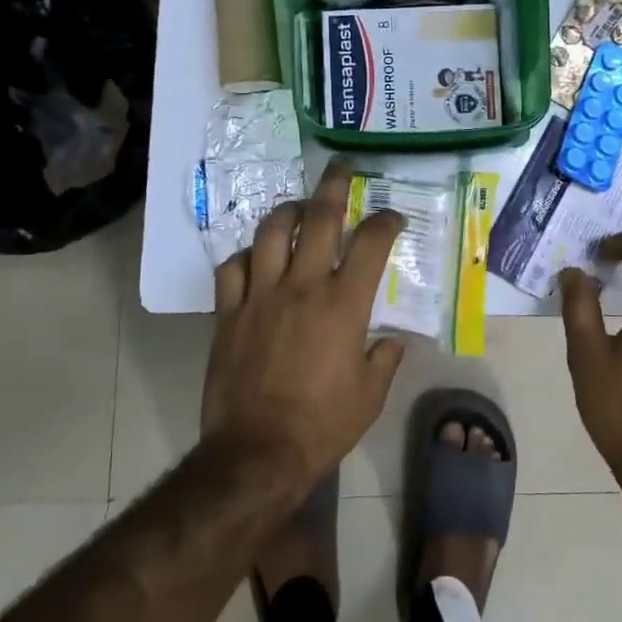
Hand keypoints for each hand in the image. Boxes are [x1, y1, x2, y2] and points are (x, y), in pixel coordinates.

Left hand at [203, 159, 406, 495]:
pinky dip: (247, 256)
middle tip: (342, 168)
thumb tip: (392, 340)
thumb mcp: (370, 395)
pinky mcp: (229, 313)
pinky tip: (256, 259)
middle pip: (320, 218)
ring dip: (288, 212)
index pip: (371, 242)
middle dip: (335, 185)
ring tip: (298, 208)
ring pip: (271, 232)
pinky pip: (232, 268)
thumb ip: (385, 358)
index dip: (386, 220)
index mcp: (344, 304)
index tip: (392, 215)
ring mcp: (261, 296)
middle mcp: (303, 287)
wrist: (257, 454)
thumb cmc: (323, 425)